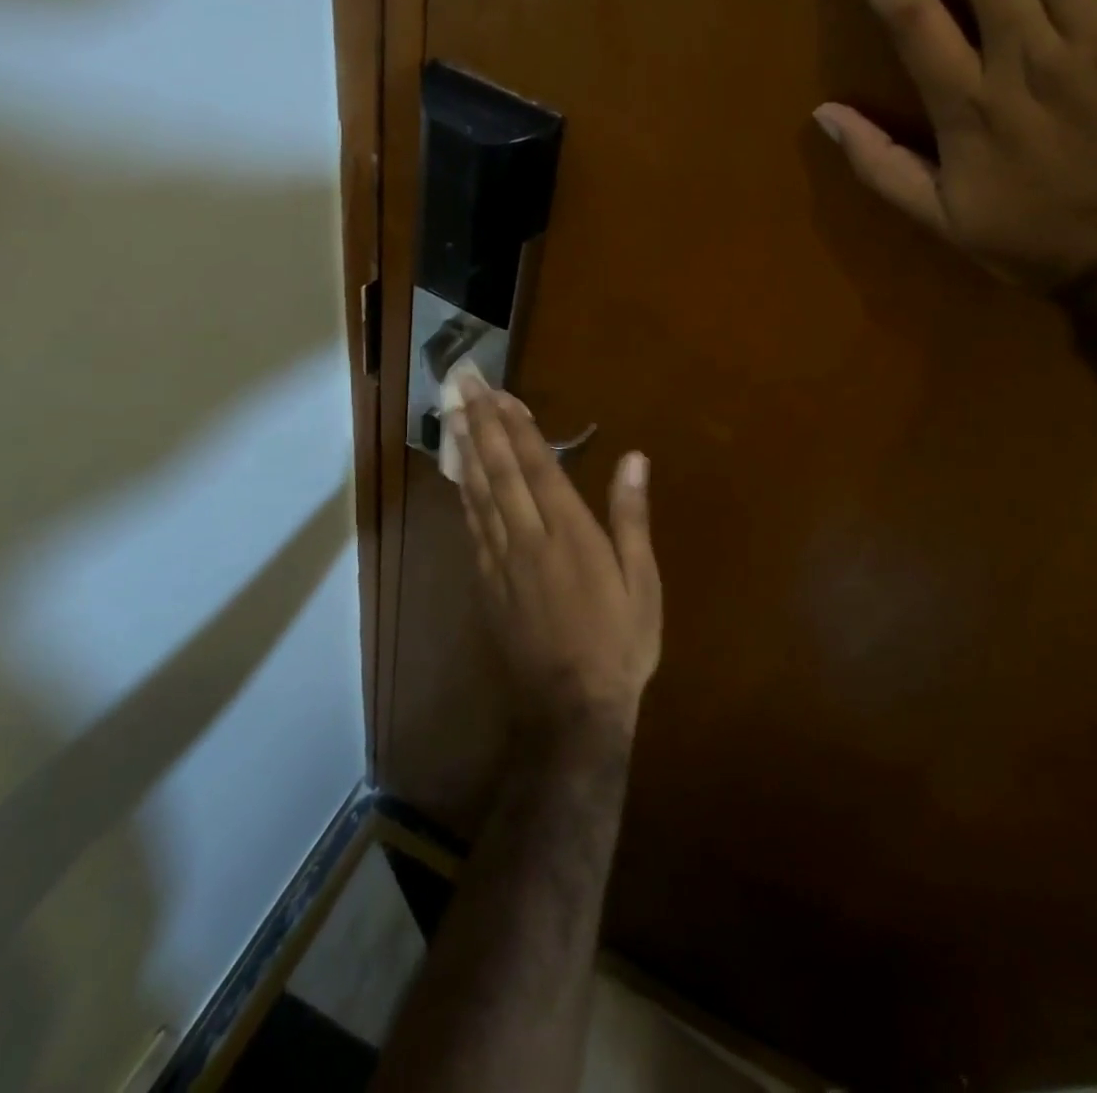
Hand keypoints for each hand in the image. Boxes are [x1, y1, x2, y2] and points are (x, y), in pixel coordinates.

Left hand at [453, 377, 661, 738]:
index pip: (536, 466)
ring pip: (477, 496)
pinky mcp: (487, 585)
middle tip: (462, 387)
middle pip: (498, 472)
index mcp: (568, 533)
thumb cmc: (619, 642)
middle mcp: (527, 538)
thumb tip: (634, 458)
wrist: (571, 710)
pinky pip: (472, 530)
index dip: (517, 426)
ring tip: (454, 418)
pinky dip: (463, 496)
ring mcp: (501, 563)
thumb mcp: (641, 581)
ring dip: (465, 452)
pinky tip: (459, 479)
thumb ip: (631, 517)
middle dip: (481, 425)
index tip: (500, 393)